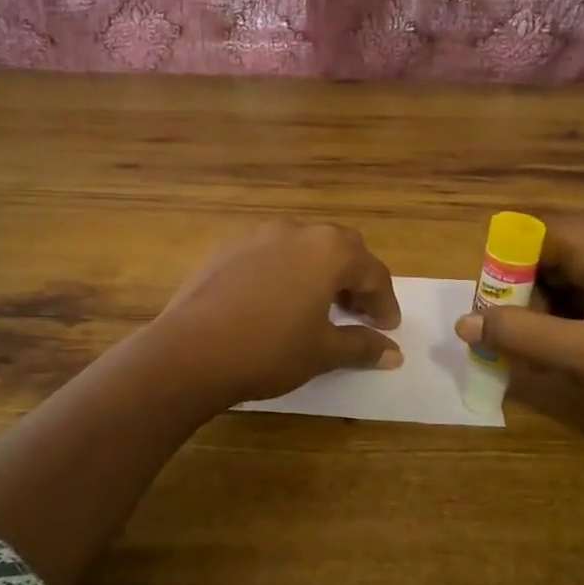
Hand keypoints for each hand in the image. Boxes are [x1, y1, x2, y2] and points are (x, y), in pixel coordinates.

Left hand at [154, 222, 402, 406]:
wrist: (190, 352)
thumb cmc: (269, 350)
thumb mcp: (323, 352)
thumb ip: (362, 346)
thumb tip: (393, 353)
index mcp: (328, 250)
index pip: (372, 271)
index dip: (384, 301)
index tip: (387, 328)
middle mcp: (295, 231)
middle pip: (339, 249)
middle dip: (354, 278)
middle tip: (357, 311)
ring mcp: (256, 236)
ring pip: (302, 247)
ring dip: (318, 272)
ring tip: (318, 306)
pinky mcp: (226, 249)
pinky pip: (269, 255)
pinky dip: (285, 272)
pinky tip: (276, 302)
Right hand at [453, 217, 583, 439]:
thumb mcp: (581, 354)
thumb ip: (517, 334)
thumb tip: (462, 324)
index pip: (527, 234)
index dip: (501, 271)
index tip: (492, 315)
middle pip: (545, 253)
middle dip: (522, 296)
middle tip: (514, 342)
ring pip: (566, 274)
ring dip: (544, 311)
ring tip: (539, 356)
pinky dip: (570, 317)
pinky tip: (569, 354)